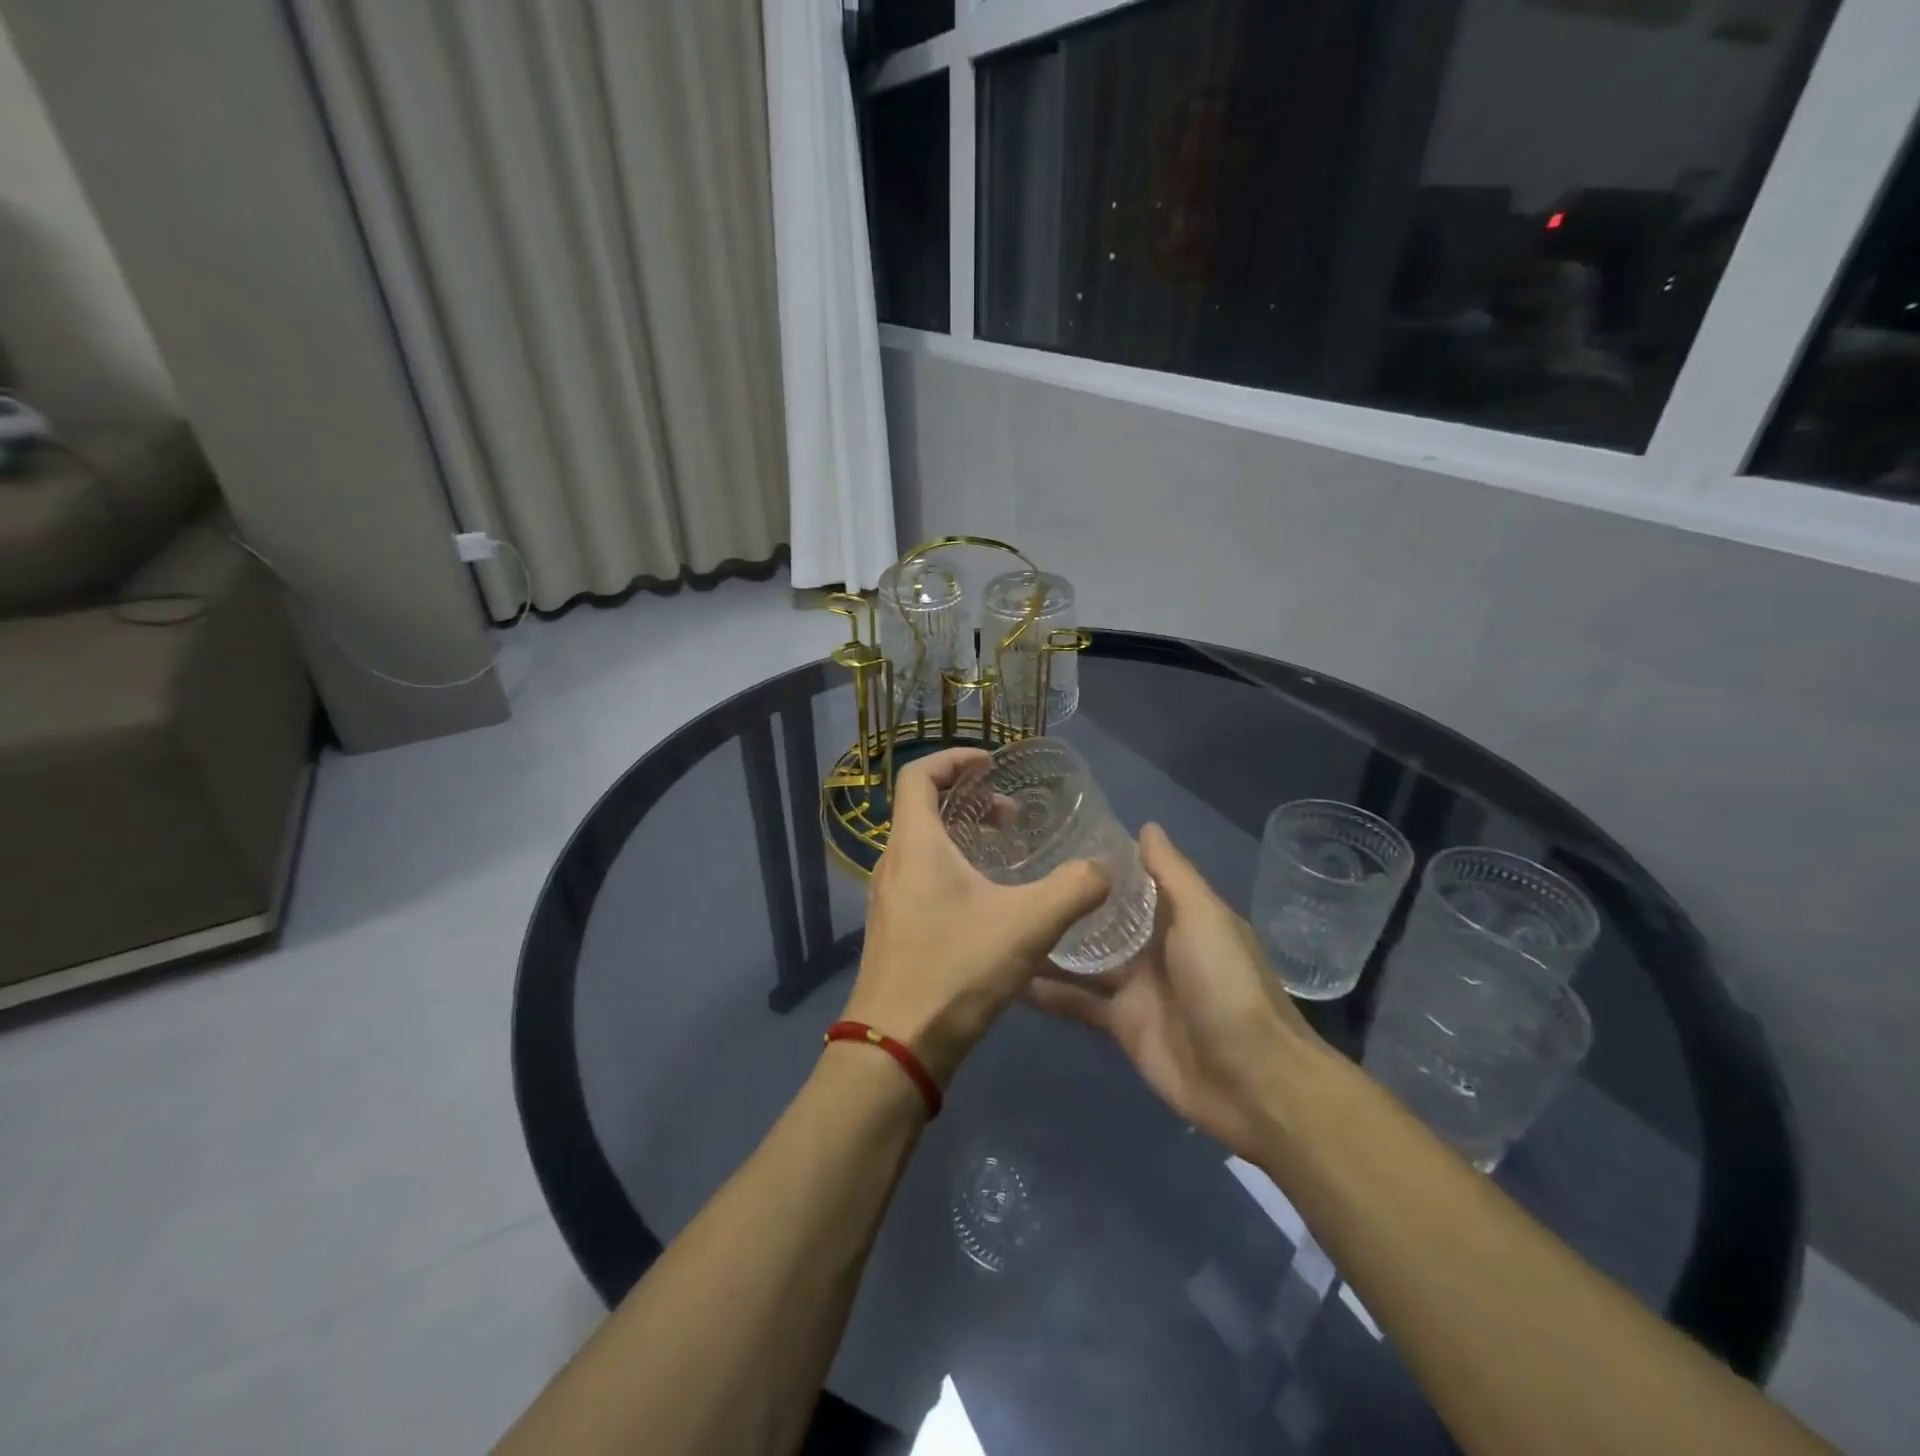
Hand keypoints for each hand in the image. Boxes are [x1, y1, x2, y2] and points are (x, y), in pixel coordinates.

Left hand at [844, 748, 1109, 1086]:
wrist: (896, 1047)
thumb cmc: (956, 970)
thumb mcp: (1028, 925)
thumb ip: (1074, 889)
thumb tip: (1106, 866)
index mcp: (915, 844)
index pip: (918, 775)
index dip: (954, 759)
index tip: (992, 765)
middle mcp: (893, 862)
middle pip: (923, 807)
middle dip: (969, 799)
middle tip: (1012, 815)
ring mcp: (888, 897)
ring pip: (923, 844)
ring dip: (962, 835)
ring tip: (1006, 852)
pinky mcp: (893, 926)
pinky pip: (921, 875)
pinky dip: (953, 867)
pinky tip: (989, 901)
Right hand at [1027, 823, 1329, 1159]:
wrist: (1251, 1081)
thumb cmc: (1226, 984)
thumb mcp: (1203, 916)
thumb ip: (1171, 874)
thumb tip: (1146, 825)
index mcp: (1179, 915)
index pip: (1133, 879)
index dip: (1099, 862)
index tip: (1053, 838)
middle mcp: (1155, 946)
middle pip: (1104, 918)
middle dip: (1067, 902)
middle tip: (1012, 877)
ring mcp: (1136, 987)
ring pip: (1084, 959)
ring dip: (1050, 945)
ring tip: (1002, 921)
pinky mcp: (1121, 1025)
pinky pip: (1077, 1003)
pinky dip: (1048, 994)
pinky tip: (1010, 978)